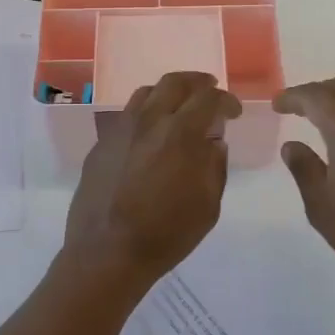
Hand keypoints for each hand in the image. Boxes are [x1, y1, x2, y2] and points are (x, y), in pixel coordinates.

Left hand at [61, 71, 241, 295]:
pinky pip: (126, 117)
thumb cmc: (166, 233)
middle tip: (208, 90)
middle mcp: (148, 120)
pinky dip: (145, 115)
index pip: (209, 98)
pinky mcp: (101, 144)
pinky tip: (149, 136)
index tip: (233, 112)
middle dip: (197, 82)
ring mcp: (120, 129)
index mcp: (180, 133)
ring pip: (146, 93)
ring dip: (168, 94)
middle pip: (174, 82)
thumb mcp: (208, 206)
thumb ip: (215, 167)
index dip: (226, 100)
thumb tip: (213, 143)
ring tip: (178, 108)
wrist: (107, 252)